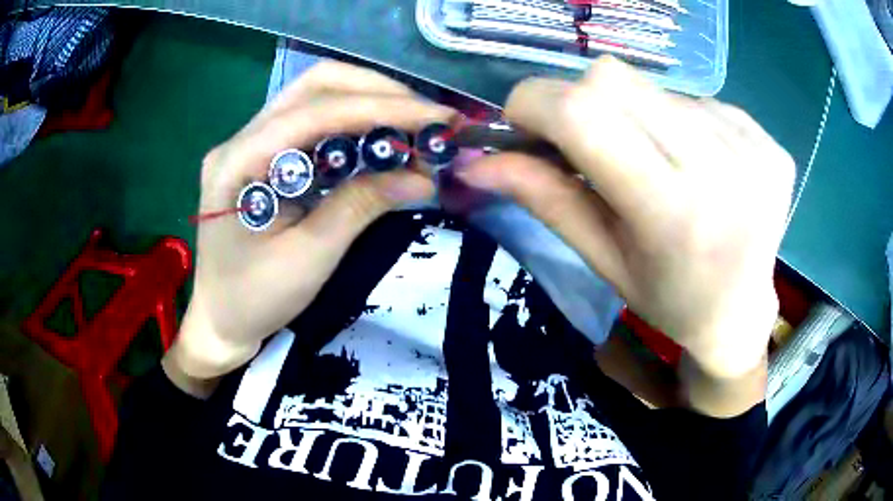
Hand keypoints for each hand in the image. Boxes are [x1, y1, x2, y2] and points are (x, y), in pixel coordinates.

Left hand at [165, 62, 453, 391]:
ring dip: (369, 102)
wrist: (220, 320)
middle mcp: (241, 138)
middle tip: (426, 118)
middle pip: (315, 85)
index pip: (316, 111)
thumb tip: (423, 176)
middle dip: (378, 92)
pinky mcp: (264, 155)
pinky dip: (354, 124)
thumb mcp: (310, 259)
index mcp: (238, 162)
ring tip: (413, 126)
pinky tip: (381, 140)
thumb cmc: (254, 299)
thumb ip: (361, 206)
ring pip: (316, 96)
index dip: (382, 107)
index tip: (437, 118)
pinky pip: (314, 123)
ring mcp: (250, 143)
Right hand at [458, 57, 794, 379]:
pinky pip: (700, 101)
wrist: (740, 314)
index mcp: (674, 216)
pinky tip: (699, 165)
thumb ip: (543, 198)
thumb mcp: (602, 259)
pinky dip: (683, 124)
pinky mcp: (769, 142)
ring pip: (656, 88)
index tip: (524, 122)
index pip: (584, 114)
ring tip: (658, 164)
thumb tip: (476, 161)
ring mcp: (753, 150)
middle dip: (582, 103)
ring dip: (638, 117)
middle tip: (593, 147)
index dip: (535, 102)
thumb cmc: (667, 300)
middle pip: (616, 79)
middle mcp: (722, 171)